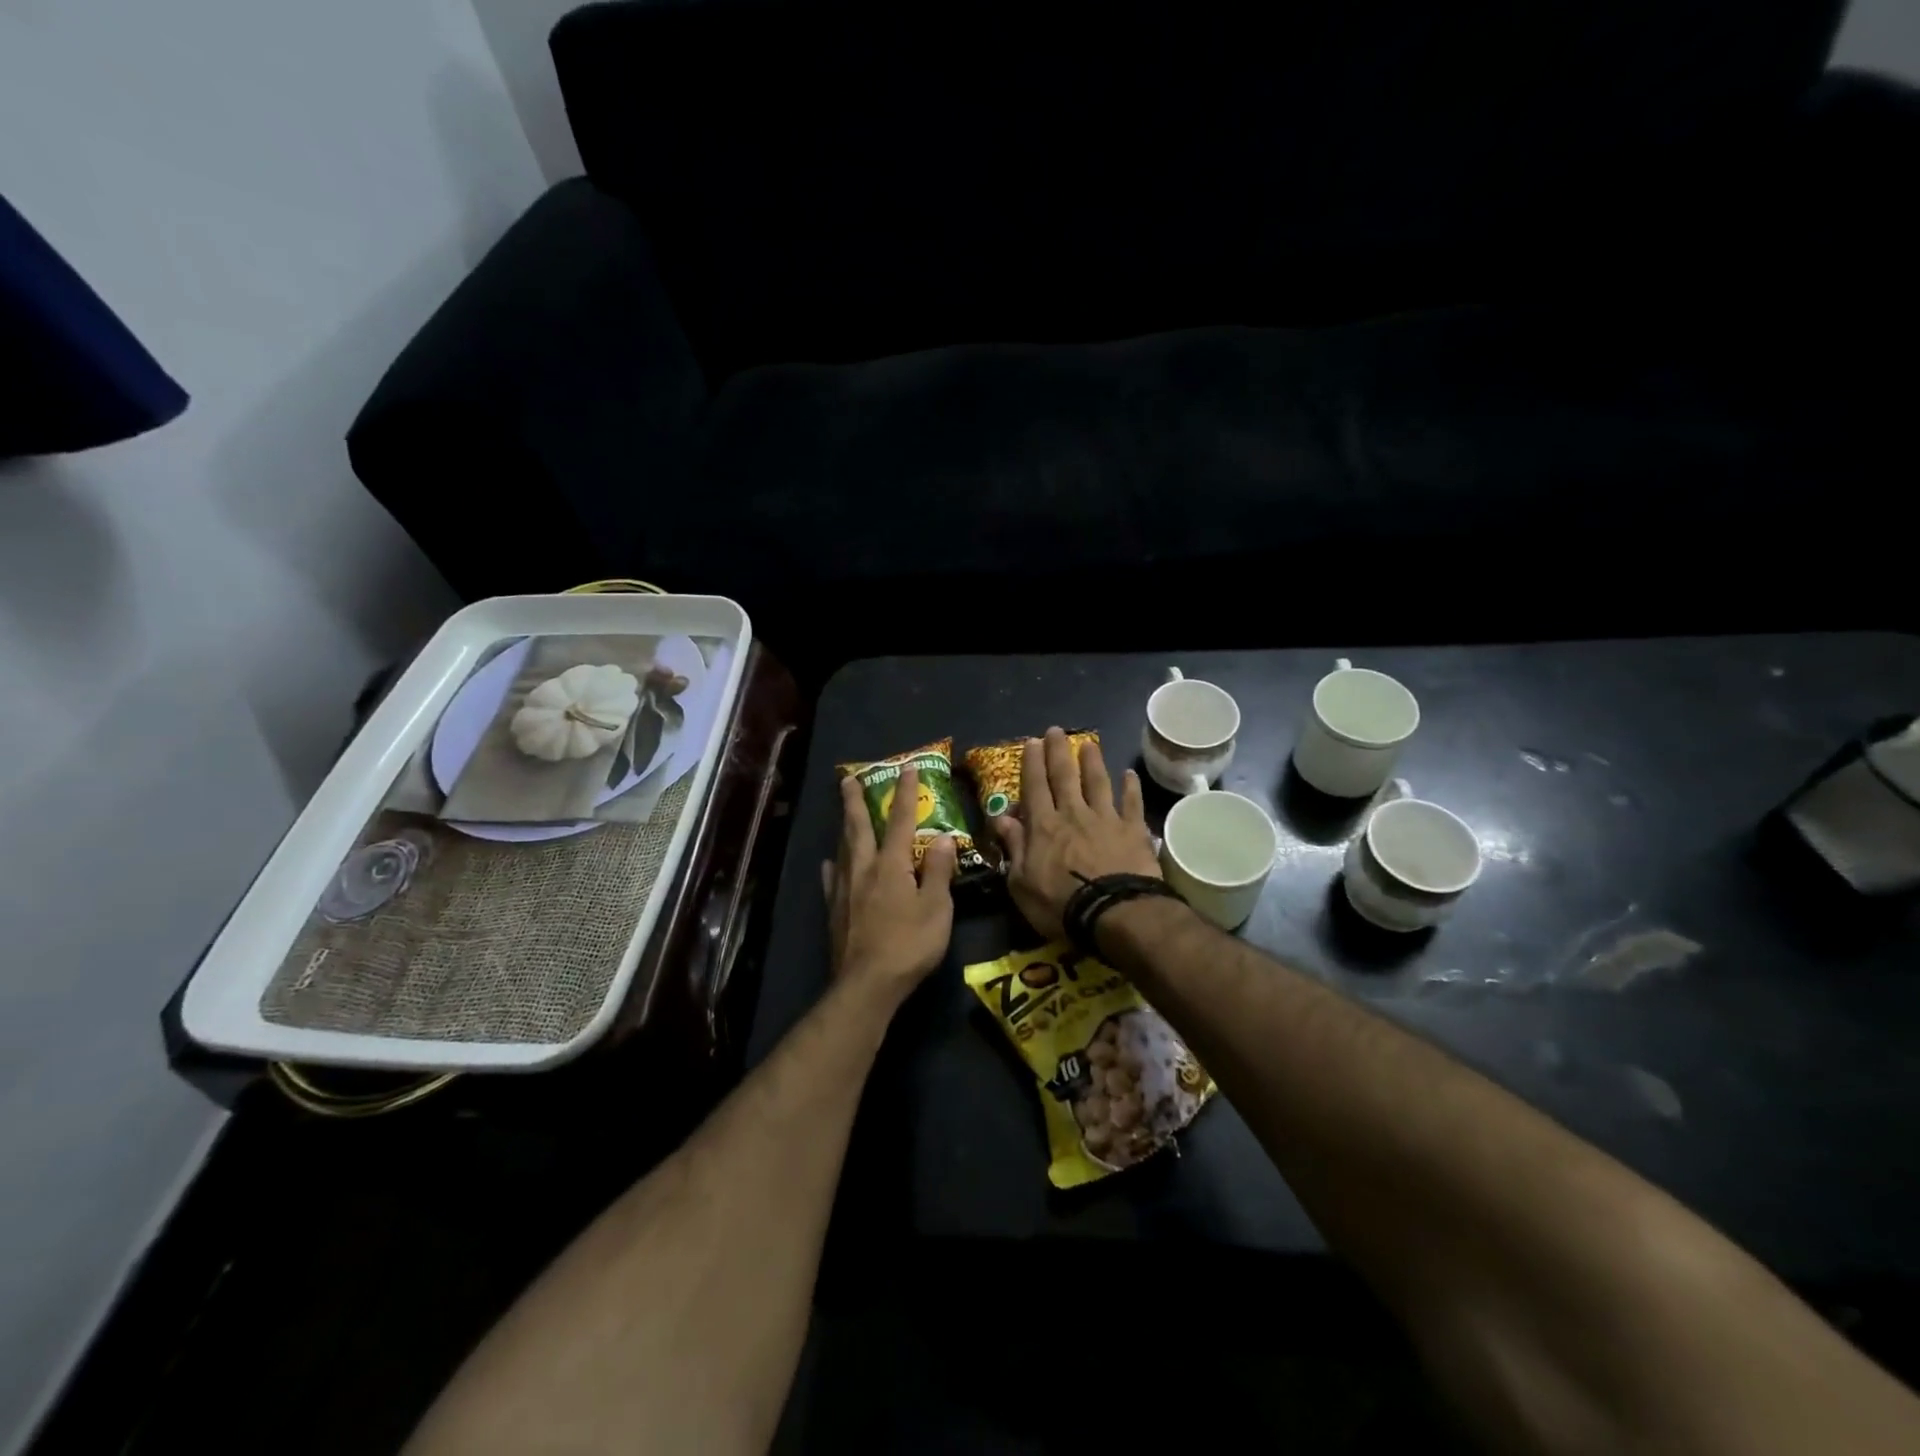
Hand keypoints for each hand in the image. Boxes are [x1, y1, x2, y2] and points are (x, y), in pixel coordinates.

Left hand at [821, 765, 956, 1005]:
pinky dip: (833, 865)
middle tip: (849, 779)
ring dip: (845, 826)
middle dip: (855, 801)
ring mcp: (844, 890)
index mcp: (891, 865)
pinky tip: (830, 863)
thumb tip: (941, 837)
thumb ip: (938, 871)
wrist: (867, 985)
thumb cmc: (909, 945)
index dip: (905, 794)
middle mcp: (863, 870)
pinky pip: (832, 878)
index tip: (907, 768)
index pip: (900, 821)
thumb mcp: (936, 908)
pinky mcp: (835, 911)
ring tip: (843, 812)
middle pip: (858, 828)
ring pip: (843, 849)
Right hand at [993, 727, 1160, 940]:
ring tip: (1088, 744)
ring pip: (1097, 782)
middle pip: (1064, 777)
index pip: (1035, 788)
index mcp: (1043, 827)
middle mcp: (1073, 814)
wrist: (1114, 913)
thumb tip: (1002, 819)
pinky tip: (1129, 774)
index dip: (1032, 764)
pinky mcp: (1133, 830)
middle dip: (1057, 752)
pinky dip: (1130, 787)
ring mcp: (1106, 819)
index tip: (1032, 742)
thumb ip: (1014, 848)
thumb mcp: (1021, 884)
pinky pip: (1131, 803)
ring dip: (1092, 762)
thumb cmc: (1060, 905)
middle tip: (1055, 731)